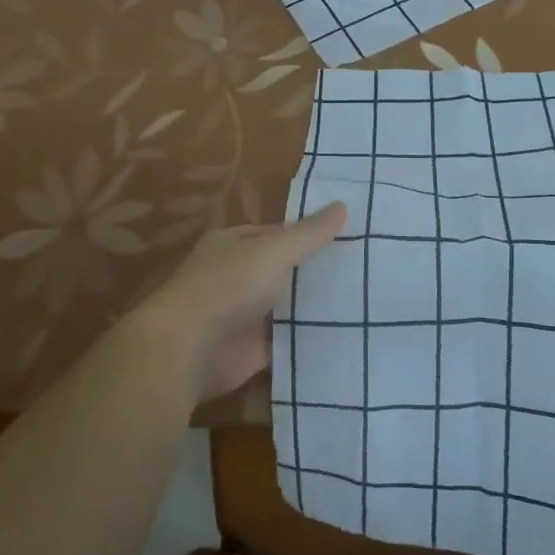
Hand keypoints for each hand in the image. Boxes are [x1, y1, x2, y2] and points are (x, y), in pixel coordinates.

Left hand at [136, 202, 347, 400]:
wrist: (190, 349)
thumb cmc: (229, 286)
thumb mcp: (274, 251)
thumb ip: (309, 234)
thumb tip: (343, 205)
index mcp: (233, 244)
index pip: (277, 234)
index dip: (309, 235)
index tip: (348, 238)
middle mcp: (236, 276)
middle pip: (283, 270)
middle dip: (315, 271)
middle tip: (364, 270)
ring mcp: (243, 314)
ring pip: (286, 306)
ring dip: (313, 306)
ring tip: (364, 301)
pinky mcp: (251, 349)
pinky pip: (286, 339)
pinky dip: (307, 338)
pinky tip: (343, 333)